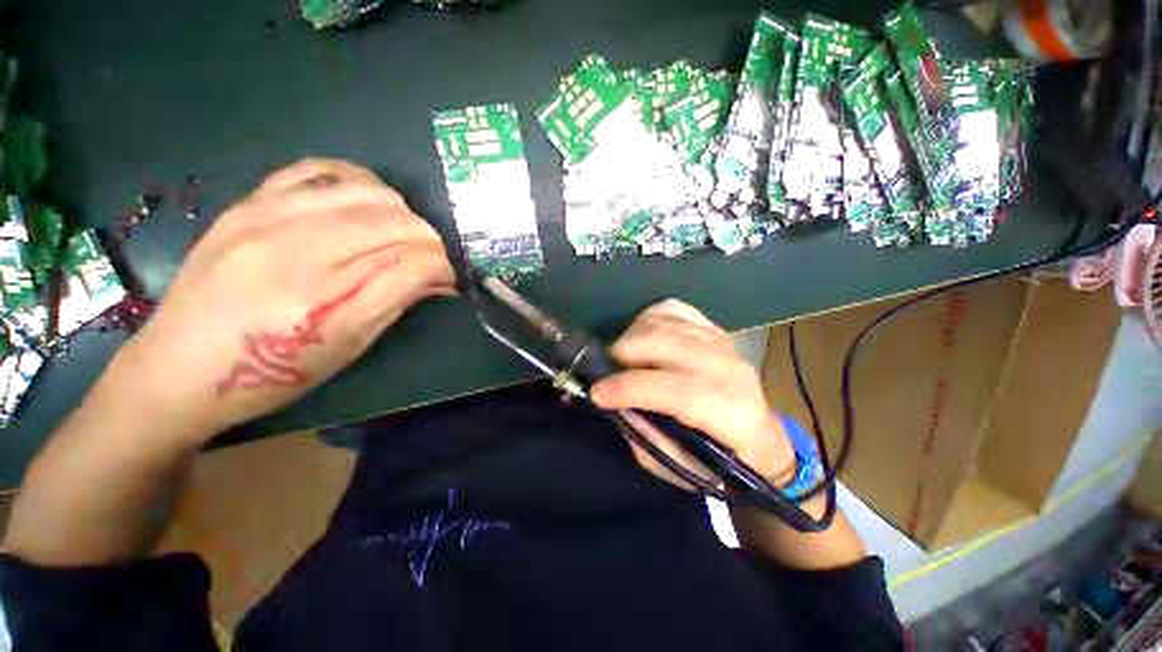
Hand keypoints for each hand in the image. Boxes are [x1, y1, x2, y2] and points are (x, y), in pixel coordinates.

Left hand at [107, 158, 454, 441]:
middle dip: (429, 241)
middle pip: (396, 223)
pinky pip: (316, 170)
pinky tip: (365, 201)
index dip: (442, 267)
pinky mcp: (247, 204)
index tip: (447, 278)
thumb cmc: (272, 375)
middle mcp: (299, 251)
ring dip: (401, 212)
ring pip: (367, 192)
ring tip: (401, 233)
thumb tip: (438, 279)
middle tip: (430, 260)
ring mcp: (267, 218)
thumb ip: (396, 302)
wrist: (178, 369)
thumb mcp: (347, 348)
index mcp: (327, 302)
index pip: (414, 262)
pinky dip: (355, 181)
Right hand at [590, 299, 794, 489]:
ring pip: (662, 322)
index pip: (675, 390)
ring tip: (624, 359)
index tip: (597, 393)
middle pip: (664, 342)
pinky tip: (642, 338)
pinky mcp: (711, 326)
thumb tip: (617, 405)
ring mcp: (719, 340)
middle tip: (607, 371)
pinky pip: (670, 308)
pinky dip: (647, 319)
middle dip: (623, 353)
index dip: (630, 388)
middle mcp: (728, 368)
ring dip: (631, 337)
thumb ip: (648, 437)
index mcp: (729, 412)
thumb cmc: (718, 459)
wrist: (758, 435)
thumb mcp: (680, 466)